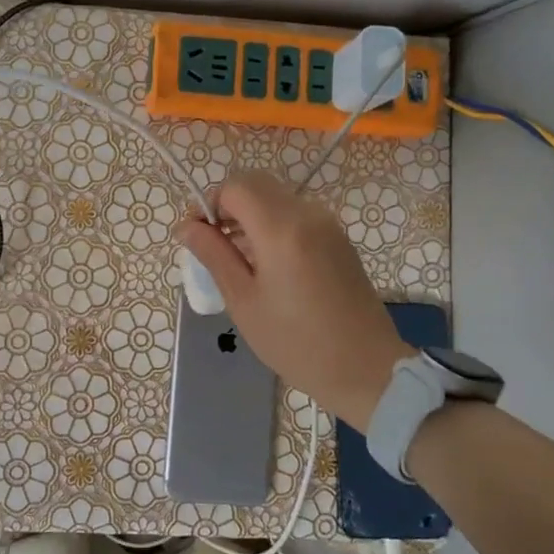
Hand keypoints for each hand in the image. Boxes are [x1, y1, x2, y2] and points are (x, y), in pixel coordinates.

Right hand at [177, 171, 410, 429]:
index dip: (208, 203)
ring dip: (249, 215)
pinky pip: (295, 215)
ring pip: (276, 198)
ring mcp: (328, 224)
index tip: (195, 235)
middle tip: (211, 243)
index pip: (235, 187)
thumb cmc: (296, 342)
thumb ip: (213, 255)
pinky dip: (271, 225)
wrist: (366, 368)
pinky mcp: (338, 238)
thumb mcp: (243, 301)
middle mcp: (308, 214)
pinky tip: (265, 264)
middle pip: (256, 184)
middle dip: (227, 206)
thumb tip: (187, 226)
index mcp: (281, 229)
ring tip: (235, 258)